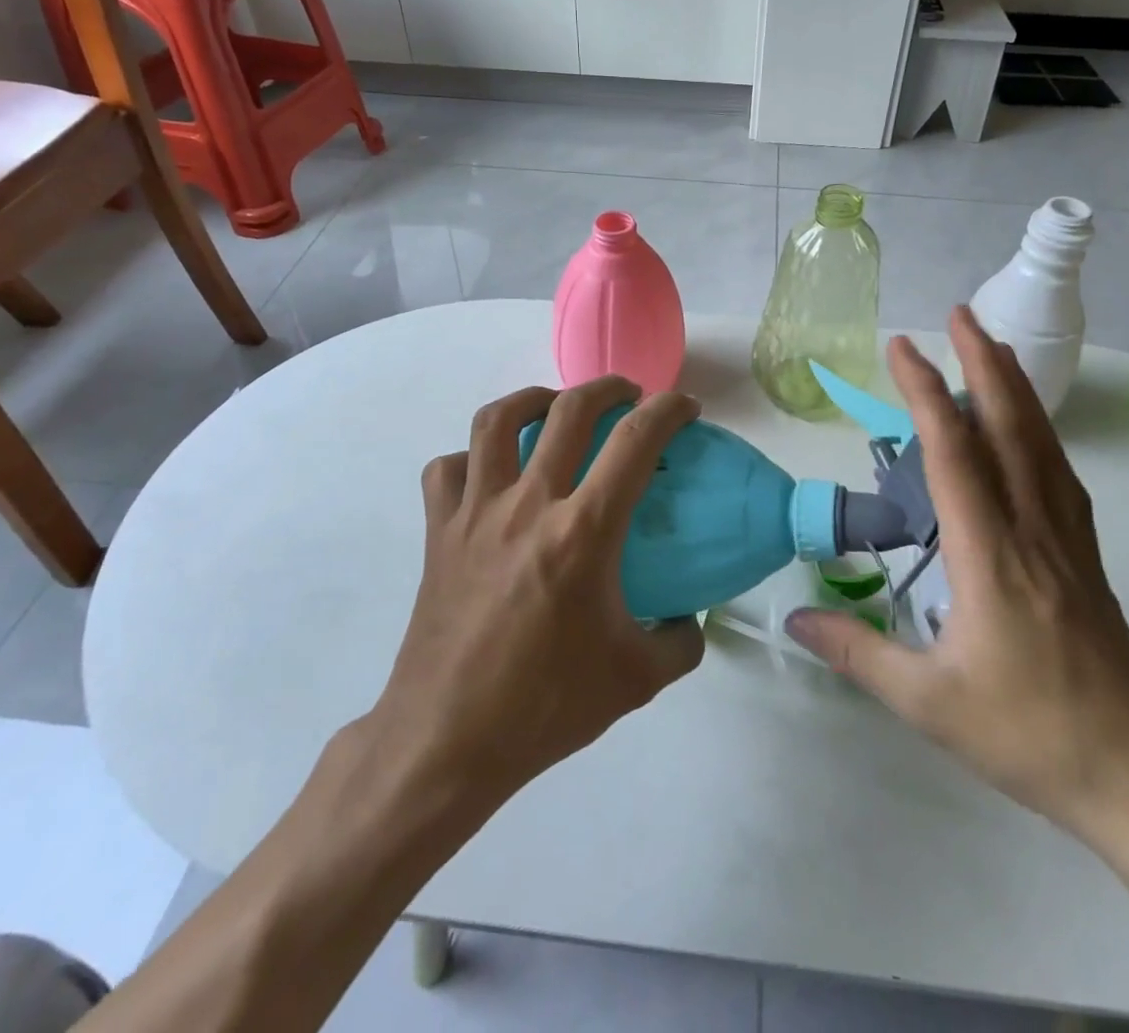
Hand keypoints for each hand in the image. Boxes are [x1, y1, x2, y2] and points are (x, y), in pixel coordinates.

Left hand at [368, 376, 705, 807]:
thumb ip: (681, 641)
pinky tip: (491, 474)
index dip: (668, 410)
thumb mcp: (637, 680)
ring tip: (555, 408)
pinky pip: (449, 469)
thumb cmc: (546, 707)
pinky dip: (473, 457)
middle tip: (628, 395)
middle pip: (568, 410)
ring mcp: (475, 512)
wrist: (448, 741)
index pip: (635, 441)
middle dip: (607, 387)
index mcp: (583, 532)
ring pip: (497, 420)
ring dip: (534, 400)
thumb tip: (689, 617)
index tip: (685, 408)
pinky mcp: (439, 531)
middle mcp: (527, 505)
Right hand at [787, 307, 1128, 843]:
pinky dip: (1039, 434)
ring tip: (993, 348)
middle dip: (983, 363)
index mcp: (990, 555)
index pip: (953, 453)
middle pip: (1010, 428)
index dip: (924, 392)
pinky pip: (1059, 476)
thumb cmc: (1032, 736)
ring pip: (1042, 446)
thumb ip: (858, 653)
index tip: (900, 347)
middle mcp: (1032, 531)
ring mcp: (1068, 543)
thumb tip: (796, 617)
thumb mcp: (928, 703)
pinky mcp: (1086, 560)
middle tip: (961, 315)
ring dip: (1015, 389)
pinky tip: (1028, 432)